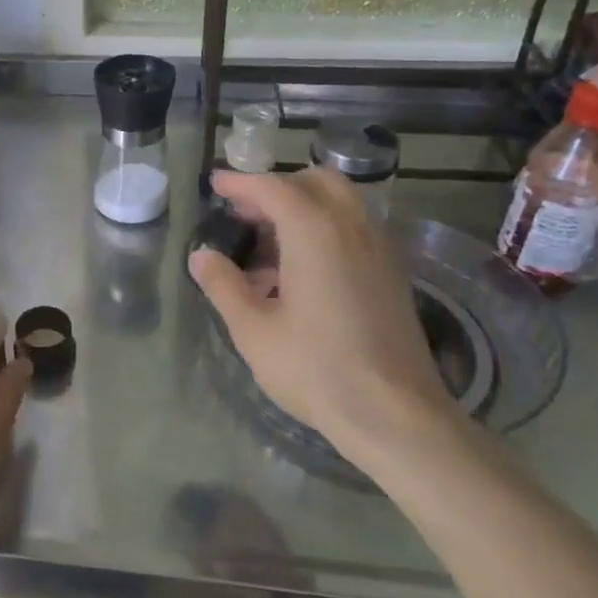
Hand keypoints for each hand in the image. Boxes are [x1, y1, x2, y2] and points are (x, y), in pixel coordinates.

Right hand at [187, 168, 458, 471]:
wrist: (396, 415)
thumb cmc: (316, 369)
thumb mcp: (254, 330)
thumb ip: (224, 285)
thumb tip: (201, 255)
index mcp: (315, 232)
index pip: (273, 188)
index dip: (241, 182)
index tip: (215, 184)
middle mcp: (352, 228)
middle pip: (315, 182)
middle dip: (277, 187)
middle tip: (244, 213)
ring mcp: (379, 250)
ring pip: (340, 203)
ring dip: (302, 207)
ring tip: (267, 245)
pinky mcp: (392, 274)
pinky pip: (354, 229)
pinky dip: (324, 228)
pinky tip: (301, 270)